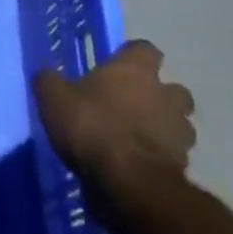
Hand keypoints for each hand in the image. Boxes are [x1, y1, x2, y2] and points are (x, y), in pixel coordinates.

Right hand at [34, 40, 195, 193]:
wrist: (130, 184)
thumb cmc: (92, 126)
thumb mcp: (54, 98)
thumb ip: (50, 82)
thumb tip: (47, 75)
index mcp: (135, 70)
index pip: (145, 49)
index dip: (132, 56)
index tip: (117, 66)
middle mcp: (164, 95)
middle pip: (173, 89)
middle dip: (159, 96)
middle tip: (133, 105)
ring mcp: (179, 133)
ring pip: (180, 124)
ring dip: (165, 128)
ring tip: (139, 139)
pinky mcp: (185, 168)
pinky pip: (175, 157)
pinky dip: (161, 158)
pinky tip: (139, 166)